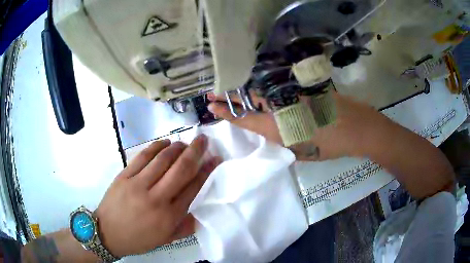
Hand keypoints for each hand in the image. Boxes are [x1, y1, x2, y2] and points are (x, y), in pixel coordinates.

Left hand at [94, 135, 221, 257]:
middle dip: (195, 151)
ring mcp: (138, 184)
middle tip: (203, 140)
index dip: (207, 170)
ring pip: (163, 159)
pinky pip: (143, 156)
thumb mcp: (166, 239)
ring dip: (177, 147)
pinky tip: (165, 143)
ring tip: (185, 142)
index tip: (215, 158)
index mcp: (169, 216)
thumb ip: (186, 226)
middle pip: (181, 168)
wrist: (107, 233)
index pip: (193, 187)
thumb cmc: (139, 239)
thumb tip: (201, 211)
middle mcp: (156, 197)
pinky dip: (156, 146)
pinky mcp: (124, 175)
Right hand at [208, 92, 387, 160]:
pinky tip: (257, 87)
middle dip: (228, 96)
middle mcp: (280, 107)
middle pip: (248, 98)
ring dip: (243, 91)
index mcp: (278, 127)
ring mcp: (292, 93)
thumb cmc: (331, 146)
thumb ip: (282, 139)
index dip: (226, 113)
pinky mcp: (303, 86)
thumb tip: (271, 128)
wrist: (357, 128)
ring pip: (261, 90)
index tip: (211, 106)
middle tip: (212, 94)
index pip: (244, 118)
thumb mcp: (301, 151)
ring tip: (228, 90)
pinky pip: (278, 86)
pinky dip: (264, 88)